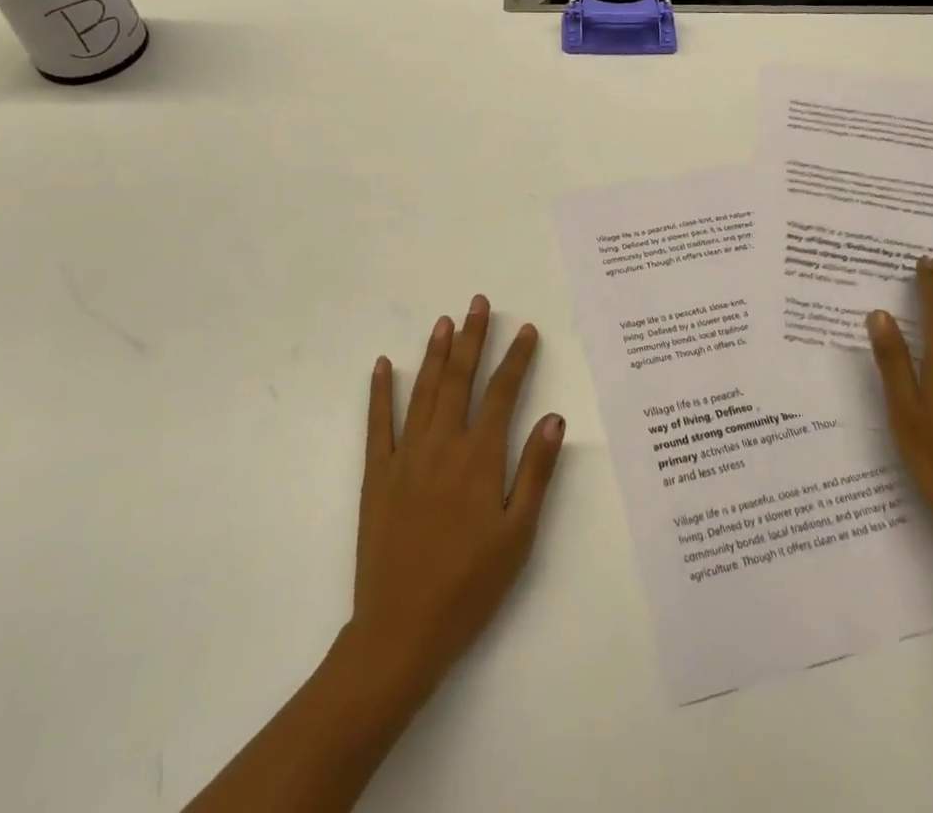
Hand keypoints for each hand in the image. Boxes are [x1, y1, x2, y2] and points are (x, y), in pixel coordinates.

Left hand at [347, 294, 565, 702]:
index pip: (503, 393)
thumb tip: (555, 418)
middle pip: (460, 379)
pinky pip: (378, 424)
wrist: (401, 630)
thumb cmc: (470, 586)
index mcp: (480, 458)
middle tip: (478, 302)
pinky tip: (382, 365)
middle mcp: (443, 445)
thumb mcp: (518, 534)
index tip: (525, 329)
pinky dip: (379, 391)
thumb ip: (535, 472)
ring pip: (423, 391)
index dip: (516, 358)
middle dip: (472, 338)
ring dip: (434, 353)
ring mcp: (406, 456)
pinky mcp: (377, 474)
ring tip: (444, 321)